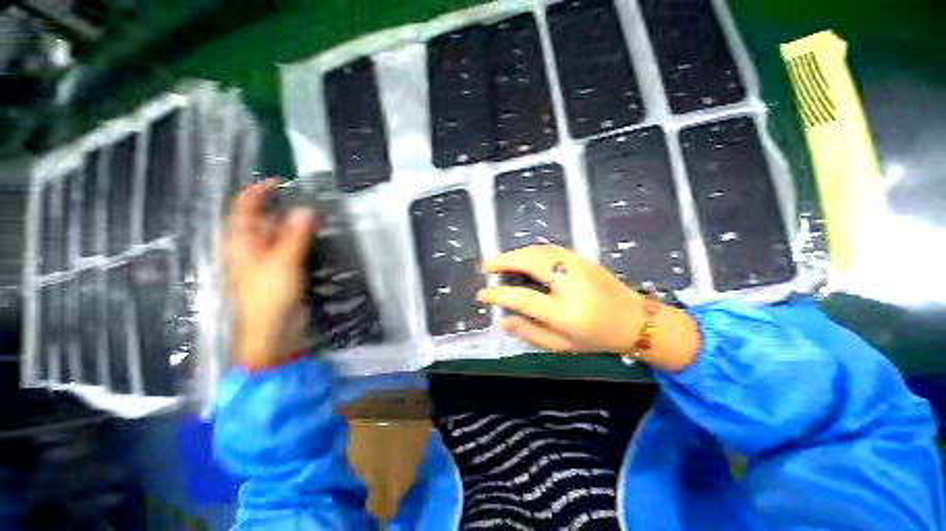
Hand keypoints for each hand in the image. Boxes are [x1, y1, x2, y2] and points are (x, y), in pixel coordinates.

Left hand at [225, 180, 315, 370]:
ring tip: (319, 218)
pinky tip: (318, 237)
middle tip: (310, 202)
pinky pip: (292, 249)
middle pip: (265, 221)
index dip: (259, 193)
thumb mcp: (282, 262)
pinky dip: (303, 241)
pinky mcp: (283, 270)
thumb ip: (294, 235)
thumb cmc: (268, 296)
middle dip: (284, 210)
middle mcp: (252, 248)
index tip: (280, 181)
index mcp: (242, 243)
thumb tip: (305, 210)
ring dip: (297, 226)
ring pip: (281, 235)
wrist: (273, 331)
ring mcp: (268, 260)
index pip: (245, 209)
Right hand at [477, 245, 699, 371]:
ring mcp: (577, 266)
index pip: (521, 298)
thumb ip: (529, 333)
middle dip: (503, 261)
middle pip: (529, 264)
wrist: (635, 320)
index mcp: (564, 312)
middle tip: (486, 266)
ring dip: (515, 254)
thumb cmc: (596, 337)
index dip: (497, 295)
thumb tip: (502, 321)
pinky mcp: (581, 258)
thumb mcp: (561, 345)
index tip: (482, 295)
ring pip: (538, 252)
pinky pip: (549, 249)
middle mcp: (569, 284)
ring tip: (500, 261)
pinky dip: (530, 250)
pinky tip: (522, 256)